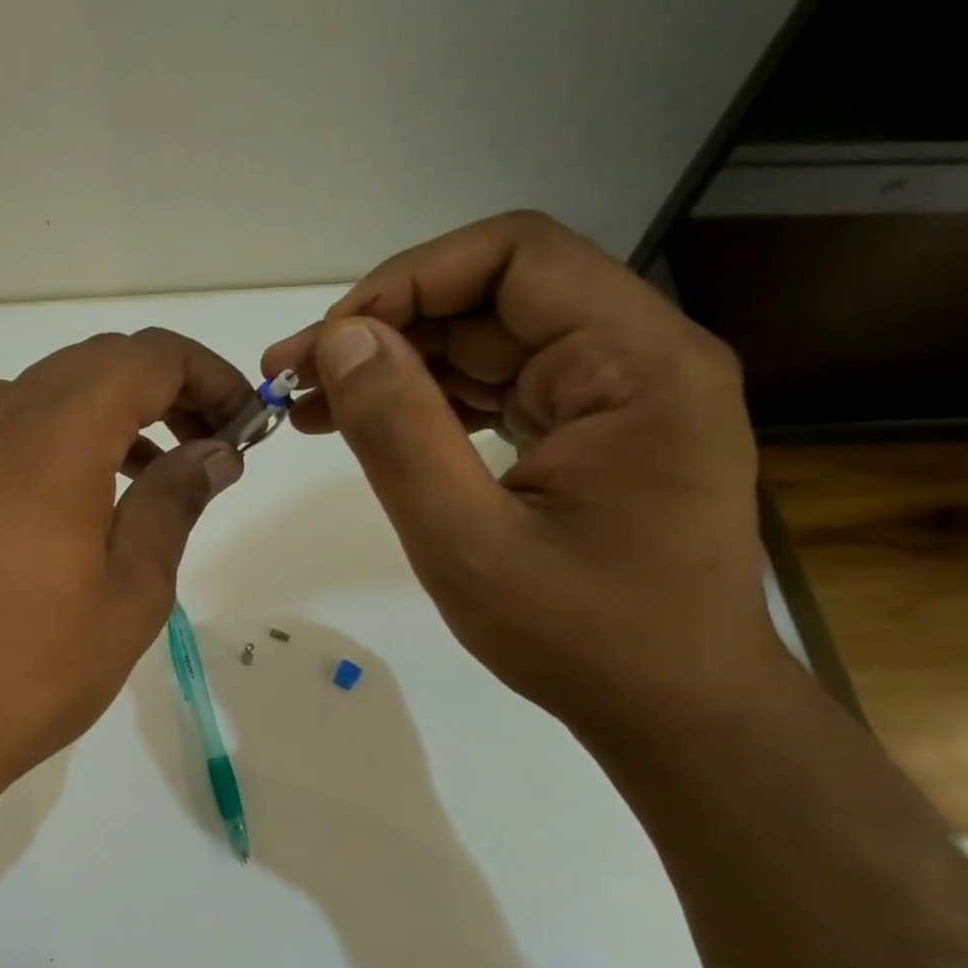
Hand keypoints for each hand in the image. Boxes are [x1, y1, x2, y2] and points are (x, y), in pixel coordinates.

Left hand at [0, 329, 251, 822]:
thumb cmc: (29, 672)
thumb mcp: (131, 593)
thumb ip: (173, 503)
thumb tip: (214, 453)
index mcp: (53, 436)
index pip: (146, 358)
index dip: (207, 376)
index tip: (243, 425)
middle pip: (94, 364)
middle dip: (164, 393)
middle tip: (205, 452)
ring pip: (40, 388)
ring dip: (104, 412)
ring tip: (142, 474)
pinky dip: (32, 425)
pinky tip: (43, 476)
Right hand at [262, 211, 778, 733]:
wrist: (674, 712)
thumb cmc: (582, 639)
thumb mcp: (468, 542)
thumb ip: (400, 433)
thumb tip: (341, 340)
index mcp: (638, 364)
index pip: (516, 256)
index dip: (408, 280)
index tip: (327, 341)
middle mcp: (640, 357)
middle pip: (495, 296)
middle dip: (386, 328)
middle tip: (292, 379)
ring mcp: (619, 393)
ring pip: (488, 340)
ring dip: (398, 365)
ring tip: (311, 407)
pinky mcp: (594, 429)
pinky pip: (499, 387)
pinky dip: (429, 401)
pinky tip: (368, 425)